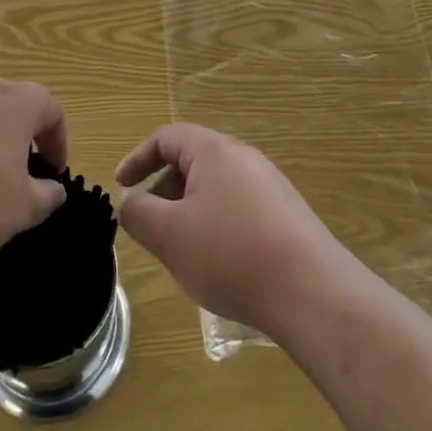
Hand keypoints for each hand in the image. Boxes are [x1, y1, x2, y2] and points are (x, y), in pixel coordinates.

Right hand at [115, 125, 350, 334]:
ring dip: (189, 210)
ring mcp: (269, 184)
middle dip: (163, 190)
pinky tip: (218, 263)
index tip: (120, 186)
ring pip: (215, 187)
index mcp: (214, 151)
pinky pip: (238, 206)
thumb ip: (138, 213)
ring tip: (181, 250)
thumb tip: (129, 202)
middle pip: (192, 160)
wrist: (311, 292)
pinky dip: (215, 223)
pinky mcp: (285, 213)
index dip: (138, 159)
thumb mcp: (169, 235)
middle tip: (150, 226)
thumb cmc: (230, 255)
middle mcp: (244, 157)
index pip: (167, 138)